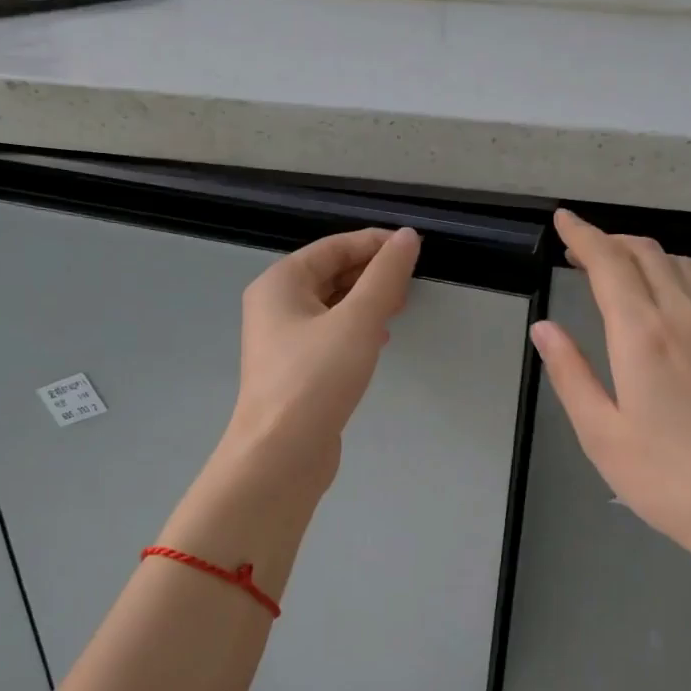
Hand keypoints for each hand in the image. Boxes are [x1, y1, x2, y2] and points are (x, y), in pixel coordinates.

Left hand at [221, 226, 420, 493]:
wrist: (282, 453)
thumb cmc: (316, 378)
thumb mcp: (358, 320)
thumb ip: (385, 275)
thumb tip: (407, 237)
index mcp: (280, 282)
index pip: (334, 246)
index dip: (375, 243)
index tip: (415, 249)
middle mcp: (275, 305)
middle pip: (330, 274)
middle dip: (371, 274)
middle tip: (410, 284)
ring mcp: (282, 340)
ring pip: (331, 306)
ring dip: (366, 302)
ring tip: (400, 308)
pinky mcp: (295, 370)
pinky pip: (329, 334)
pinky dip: (355, 329)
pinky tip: (379, 341)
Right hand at [530, 210, 690, 574]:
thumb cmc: (666, 480)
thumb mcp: (601, 433)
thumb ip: (570, 374)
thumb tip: (544, 329)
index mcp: (644, 337)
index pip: (610, 264)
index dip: (583, 236)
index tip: (562, 220)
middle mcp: (683, 320)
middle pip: (646, 254)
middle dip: (608, 240)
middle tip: (577, 247)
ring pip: (677, 266)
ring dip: (640, 253)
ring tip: (611, 266)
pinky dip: (667, 272)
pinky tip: (656, 298)